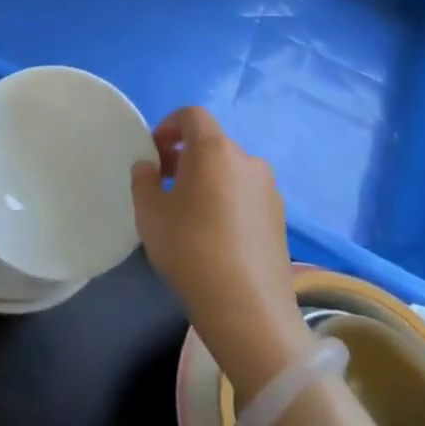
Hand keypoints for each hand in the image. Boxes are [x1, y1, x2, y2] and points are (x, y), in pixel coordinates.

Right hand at [131, 107, 312, 393]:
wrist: (248, 310)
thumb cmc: (190, 250)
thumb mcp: (149, 213)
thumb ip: (144, 180)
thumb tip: (150, 166)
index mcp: (215, 150)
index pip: (192, 115)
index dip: (168, 125)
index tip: (153, 152)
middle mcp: (247, 161)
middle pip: (212, 143)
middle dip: (185, 155)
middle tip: (164, 184)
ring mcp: (269, 190)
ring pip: (230, 170)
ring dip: (207, 179)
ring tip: (188, 213)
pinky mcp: (280, 218)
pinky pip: (245, 194)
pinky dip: (226, 200)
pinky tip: (214, 235)